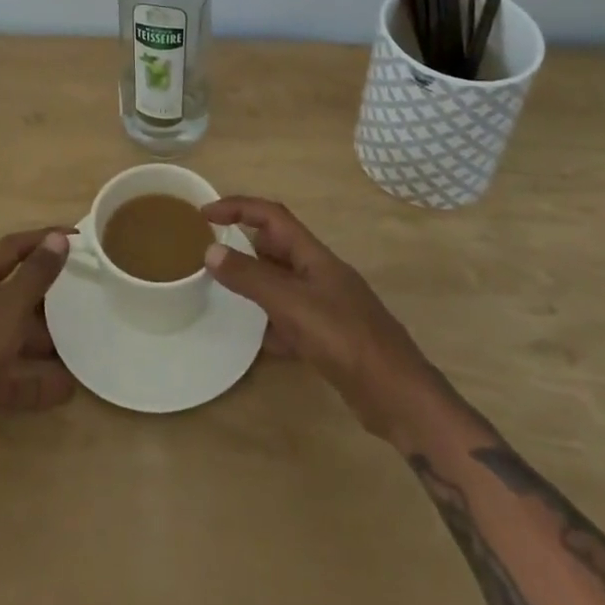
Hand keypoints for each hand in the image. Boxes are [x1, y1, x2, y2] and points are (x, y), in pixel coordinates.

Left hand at [0, 228, 74, 494]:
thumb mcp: (7, 312)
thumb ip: (34, 277)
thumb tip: (58, 238)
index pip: (12, 247)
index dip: (44, 239)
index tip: (79, 240)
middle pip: (15, 291)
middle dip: (49, 295)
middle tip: (84, 292)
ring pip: (15, 334)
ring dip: (46, 340)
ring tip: (81, 343)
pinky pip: (11, 372)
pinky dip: (35, 380)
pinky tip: (65, 389)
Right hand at [201, 196, 436, 441]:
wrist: (398, 397)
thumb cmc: (346, 340)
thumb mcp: (292, 305)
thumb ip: (251, 278)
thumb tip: (211, 251)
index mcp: (313, 256)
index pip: (271, 216)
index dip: (238, 208)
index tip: (205, 215)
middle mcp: (319, 274)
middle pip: (277, 247)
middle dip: (246, 246)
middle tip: (213, 257)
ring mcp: (327, 307)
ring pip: (282, 285)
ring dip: (257, 285)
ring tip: (227, 297)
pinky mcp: (330, 339)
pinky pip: (292, 320)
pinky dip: (273, 324)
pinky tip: (259, 342)